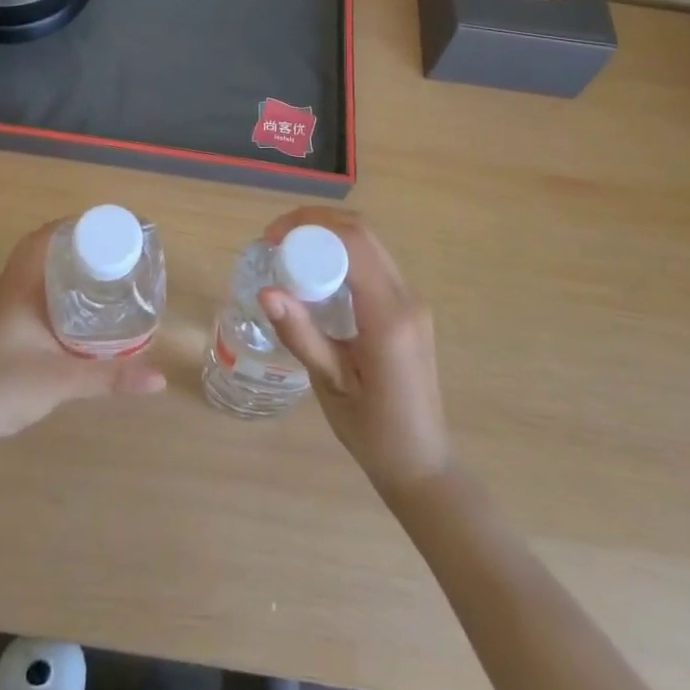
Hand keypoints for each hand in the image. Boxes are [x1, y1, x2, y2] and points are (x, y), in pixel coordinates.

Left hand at [0, 221, 165, 452]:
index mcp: (21, 283)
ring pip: (36, 269)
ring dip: (64, 264)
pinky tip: (77, 306)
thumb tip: (160, 378)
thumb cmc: (5, 386)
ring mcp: (3, 305)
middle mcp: (10, 286)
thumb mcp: (64, 379)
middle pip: (43, 248)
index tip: (109, 230)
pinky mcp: (2, 324)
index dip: (77, 225)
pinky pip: (32, 288)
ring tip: (102, 272)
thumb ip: (112, 376)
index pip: (47, 235)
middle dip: (77, 244)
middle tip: (112, 252)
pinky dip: (55, 285)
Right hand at [258, 208, 452, 495]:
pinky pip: (374, 264)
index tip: (272, 238)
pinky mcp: (409, 309)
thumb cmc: (374, 433)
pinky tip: (316, 275)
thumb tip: (266, 292)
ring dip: (328, 237)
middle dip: (315, 224)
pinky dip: (341, 255)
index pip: (354, 244)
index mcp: (388, 318)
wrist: (423, 464)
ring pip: (369, 245)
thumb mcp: (331, 385)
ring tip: (289, 254)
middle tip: (275, 241)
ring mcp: (412, 302)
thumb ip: (302, 335)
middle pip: (362, 234)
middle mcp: (407, 299)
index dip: (310, 226)